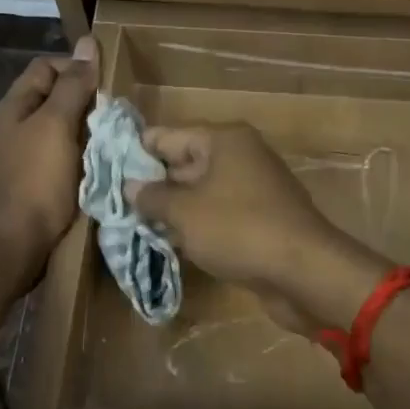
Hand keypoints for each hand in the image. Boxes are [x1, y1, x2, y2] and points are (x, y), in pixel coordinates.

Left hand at [0, 37, 98, 284]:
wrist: (16, 240)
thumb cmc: (36, 178)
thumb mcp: (56, 125)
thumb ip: (73, 86)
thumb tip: (87, 43)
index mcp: (16, 106)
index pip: (47, 68)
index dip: (76, 67)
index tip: (106, 84)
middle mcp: (16, 125)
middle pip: (54, 97)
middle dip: (85, 100)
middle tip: (114, 113)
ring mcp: (24, 155)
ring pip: (61, 128)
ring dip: (86, 130)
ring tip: (113, 137)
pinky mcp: (36, 181)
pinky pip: (62, 156)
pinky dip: (82, 155)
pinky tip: (99, 164)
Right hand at [126, 124, 377, 327]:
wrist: (304, 272)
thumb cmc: (239, 230)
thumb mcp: (185, 213)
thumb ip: (153, 197)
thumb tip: (130, 186)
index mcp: (223, 140)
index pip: (166, 136)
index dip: (135, 152)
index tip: (105, 171)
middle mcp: (239, 156)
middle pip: (183, 163)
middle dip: (152, 184)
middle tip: (113, 203)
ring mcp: (252, 189)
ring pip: (200, 192)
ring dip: (172, 209)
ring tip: (132, 224)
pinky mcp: (259, 219)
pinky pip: (217, 215)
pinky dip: (195, 225)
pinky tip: (169, 242)